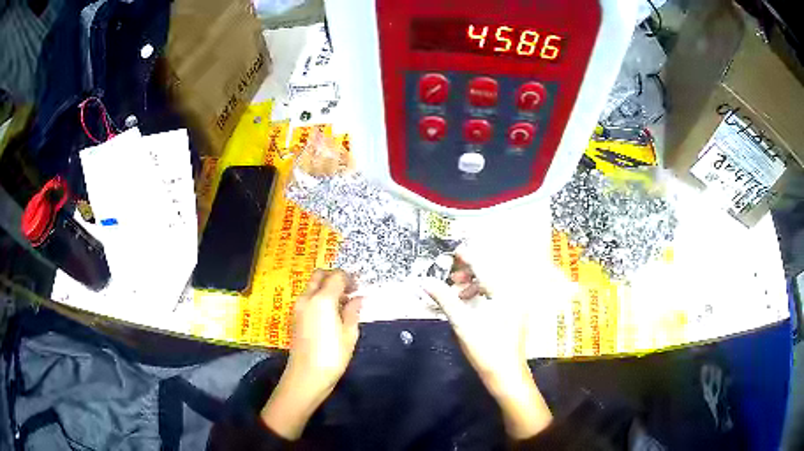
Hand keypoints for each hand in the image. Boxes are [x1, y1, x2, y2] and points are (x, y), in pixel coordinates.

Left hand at [261, 270, 361, 439]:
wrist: (306, 376)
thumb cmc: (332, 356)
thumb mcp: (349, 335)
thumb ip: (353, 312)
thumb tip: (358, 298)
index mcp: (323, 299)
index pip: (337, 276)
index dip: (350, 279)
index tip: (359, 288)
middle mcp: (307, 298)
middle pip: (320, 275)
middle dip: (335, 277)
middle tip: (349, 290)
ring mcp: (298, 307)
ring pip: (312, 285)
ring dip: (326, 287)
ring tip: (342, 304)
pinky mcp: (295, 316)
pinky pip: (308, 297)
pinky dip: (319, 297)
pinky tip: (331, 313)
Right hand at [423, 249, 551, 439]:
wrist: (506, 374)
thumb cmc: (486, 349)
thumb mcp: (462, 323)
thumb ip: (445, 299)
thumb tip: (425, 282)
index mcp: (505, 292)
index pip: (484, 266)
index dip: (468, 257)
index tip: (454, 252)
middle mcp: (513, 293)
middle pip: (491, 272)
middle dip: (470, 271)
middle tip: (452, 275)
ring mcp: (515, 303)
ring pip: (493, 283)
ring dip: (474, 283)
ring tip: (457, 291)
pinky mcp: (513, 313)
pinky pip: (496, 293)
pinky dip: (481, 294)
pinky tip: (468, 303)